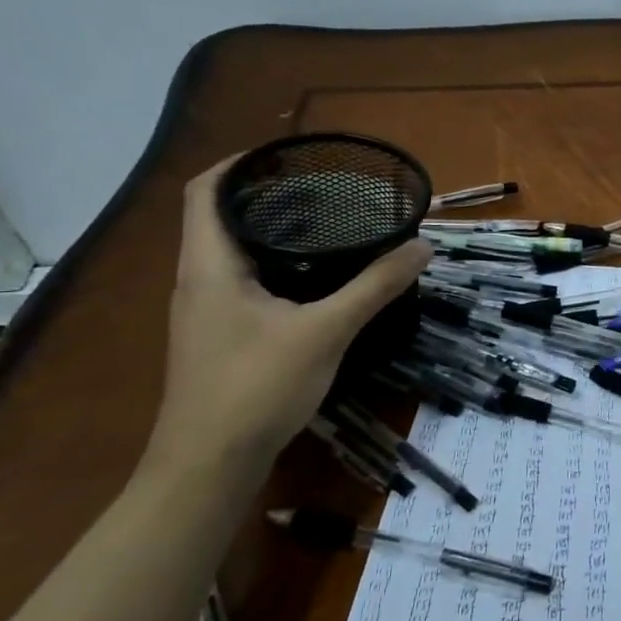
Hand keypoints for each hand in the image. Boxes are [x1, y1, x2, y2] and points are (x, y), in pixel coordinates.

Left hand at [143, 157, 429, 483]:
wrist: (207, 466)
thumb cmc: (256, 387)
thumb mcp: (326, 330)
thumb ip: (375, 286)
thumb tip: (422, 246)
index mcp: (209, 266)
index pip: (206, 191)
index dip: (240, 163)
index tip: (288, 154)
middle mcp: (198, 279)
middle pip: (220, 216)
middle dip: (267, 194)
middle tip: (324, 187)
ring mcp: (205, 311)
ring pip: (232, 251)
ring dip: (271, 230)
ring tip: (326, 223)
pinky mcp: (219, 335)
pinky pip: (242, 279)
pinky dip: (274, 263)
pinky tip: (314, 277)